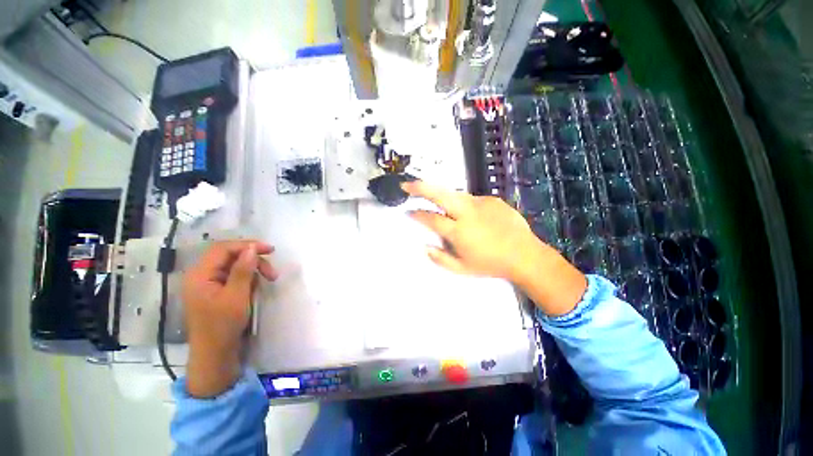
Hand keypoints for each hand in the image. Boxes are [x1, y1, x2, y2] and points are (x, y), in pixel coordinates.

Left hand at [181, 240, 277, 396]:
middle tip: (272, 272)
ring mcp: (208, 283)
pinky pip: (234, 276)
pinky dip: (249, 279)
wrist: (215, 354)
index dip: (247, 245)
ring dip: (254, 270)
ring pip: (234, 266)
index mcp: (199, 275)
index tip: (270, 250)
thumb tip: (252, 248)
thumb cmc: (223, 326)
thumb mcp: (237, 296)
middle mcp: (201, 275)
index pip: (223, 248)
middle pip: (230, 256)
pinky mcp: (216, 291)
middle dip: (253, 260)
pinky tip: (256, 288)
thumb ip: (243, 270)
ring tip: (270, 280)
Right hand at [402, 181, 586, 315]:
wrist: (524, 255)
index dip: (418, 214)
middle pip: (440, 194)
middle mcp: (467, 213)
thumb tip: (425, 246)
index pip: (431, 218)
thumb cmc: (491, 264)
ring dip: (443, 196)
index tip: (409, 212)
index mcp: (459, 232)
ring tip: (442, 205)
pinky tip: (474, 218)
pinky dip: (465, 206)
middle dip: (420, 188)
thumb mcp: (462, 269)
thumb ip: (440, 258)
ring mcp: (481, 203)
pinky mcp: (492, 199)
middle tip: (407, 185)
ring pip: (454, 193)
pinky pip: (471, 200)